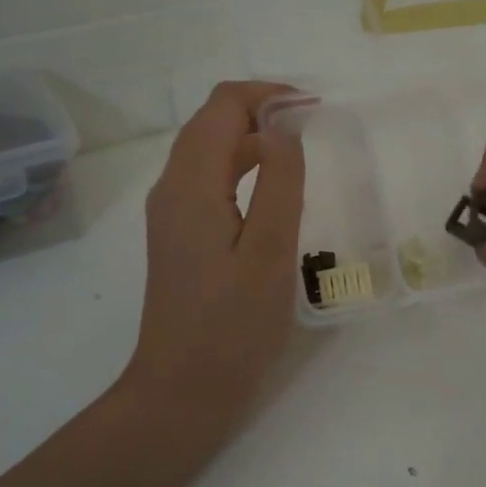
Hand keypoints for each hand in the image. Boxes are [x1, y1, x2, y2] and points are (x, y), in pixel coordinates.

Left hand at [120, 82, 304, 429]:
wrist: (182, 391)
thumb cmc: (233, 326)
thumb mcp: (270, 251)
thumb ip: (281, 181)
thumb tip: (283, 126)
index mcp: (191, 184)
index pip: (222, 106)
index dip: (268, 95)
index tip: (314, 108)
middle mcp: (172, 188)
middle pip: (211, 122)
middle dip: (261, 110)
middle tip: (314, 125)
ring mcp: (171, 213)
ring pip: (209, 151)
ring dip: (252, 137)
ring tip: (300, 150)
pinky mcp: (179, 236)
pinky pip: (209, 181)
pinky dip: (242, 167)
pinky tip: (273, 191)